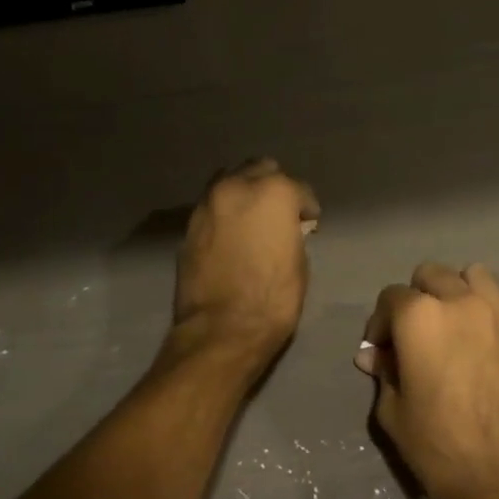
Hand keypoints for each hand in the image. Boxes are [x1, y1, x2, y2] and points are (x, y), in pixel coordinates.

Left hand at [170, 159, 320, 377]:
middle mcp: (237, 187)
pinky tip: (232, 233)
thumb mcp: (298, 263)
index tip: (310, 222)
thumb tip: (286, 230)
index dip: (307, 207)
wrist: (222, 330)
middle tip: (280, 213)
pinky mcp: (189, 225)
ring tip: (253, 218)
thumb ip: (291, 233)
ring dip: (244, 193)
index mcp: (273, 192)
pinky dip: (225, 212)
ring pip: (230, 181)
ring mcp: (208, 204)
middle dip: (273, 186)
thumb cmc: (273, 298)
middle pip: (259, 169)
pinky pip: (213, 206)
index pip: (299, 189)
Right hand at [353, 263, 498, 498]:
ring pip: (474, 276)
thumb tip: (374, 354)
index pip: (391, 297)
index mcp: (421, 317)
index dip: (382, 323)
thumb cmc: (443, 449)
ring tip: (455, 326)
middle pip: (432, 274)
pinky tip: (485, 346)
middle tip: (417, 335)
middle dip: (418, 298)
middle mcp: (461, 301)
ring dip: (458, 292)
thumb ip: (384, 373)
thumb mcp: (395, 415)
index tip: (383, 351)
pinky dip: (488, 312)